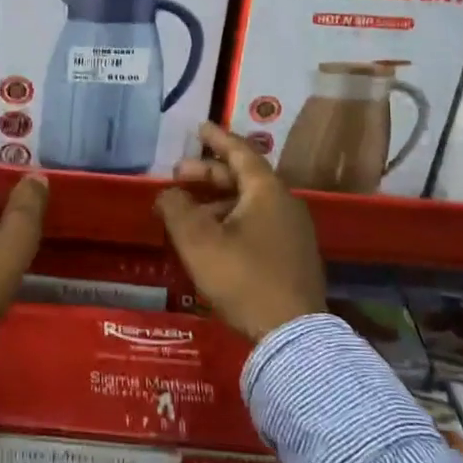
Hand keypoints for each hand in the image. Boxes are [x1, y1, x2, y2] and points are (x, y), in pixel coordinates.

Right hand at [156, 122, 326, 342]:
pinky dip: (232, 219)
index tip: (199, 127)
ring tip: (188, 213)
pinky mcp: (293, 257)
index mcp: (267, 192)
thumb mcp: (198, 241)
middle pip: (244, 178)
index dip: (217, 138)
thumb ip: (176, 209)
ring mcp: (294, 232)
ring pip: (250, 203)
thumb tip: (168, 193)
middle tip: (177, 176)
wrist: (292, 335)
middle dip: (208, 174)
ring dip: (217, 201)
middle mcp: (285, 204)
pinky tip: (213, 238)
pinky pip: (258, 224)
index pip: (240, 153)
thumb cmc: (243, 278)